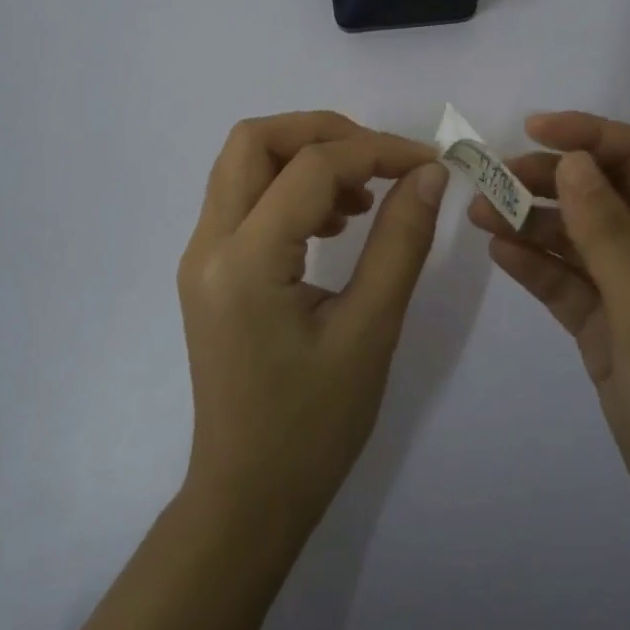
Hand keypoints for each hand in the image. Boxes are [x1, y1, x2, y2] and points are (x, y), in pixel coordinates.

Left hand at [177, 112, 447, 547]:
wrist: (247, 497)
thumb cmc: (313, 426)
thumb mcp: (371, 331)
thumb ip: (401, 242)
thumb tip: (428, 174)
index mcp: (246, 262)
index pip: (311, 167)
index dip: (377, 150)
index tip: (428, 163)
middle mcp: (209, 246)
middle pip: (254, 140)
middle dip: (324, 133)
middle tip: (381, 162)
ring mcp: (201, 257)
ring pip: (244, 163)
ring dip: (305, 157)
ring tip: (363, 199)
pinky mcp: (209, 272)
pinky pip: (244, 198)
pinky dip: (290, 187)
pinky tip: (334, 223)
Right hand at [468, 112, 629, 556]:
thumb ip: (610, 236)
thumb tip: (571, 162)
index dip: (590, 135)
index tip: (532, 130)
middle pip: (600, 192)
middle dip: (548, 178)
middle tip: (491, 177)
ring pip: (575, 236)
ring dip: (530, 220)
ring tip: (479, 213)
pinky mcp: (604, 327)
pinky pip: (564, 281)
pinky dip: (533, 263)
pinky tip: (498, 251)